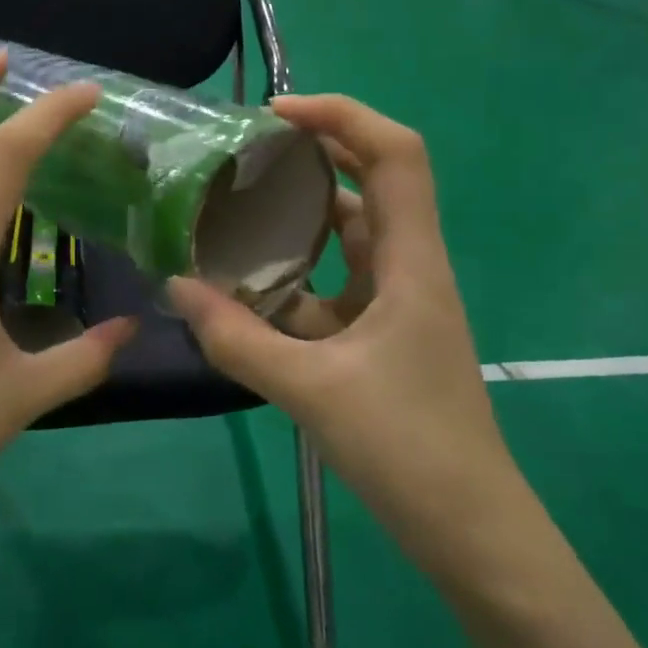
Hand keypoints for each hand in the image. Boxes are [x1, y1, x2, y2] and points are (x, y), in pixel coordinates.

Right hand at [168, 94, 520, 572]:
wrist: (471, 532)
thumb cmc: (409, 450)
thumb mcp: (312, 391)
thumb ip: (238, 340)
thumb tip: (176, 288)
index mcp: (411, 263)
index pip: (395, 155)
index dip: (343, 116)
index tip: (277, 115)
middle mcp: (409, 269)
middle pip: (371, 184)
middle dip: (314, 155)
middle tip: (247, 152)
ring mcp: (397, 305)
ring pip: (348, 239)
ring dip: (299, 220)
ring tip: (235, 211)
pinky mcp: (382, 338)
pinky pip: (334, 288)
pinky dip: (294, 279)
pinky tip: (246, 292)